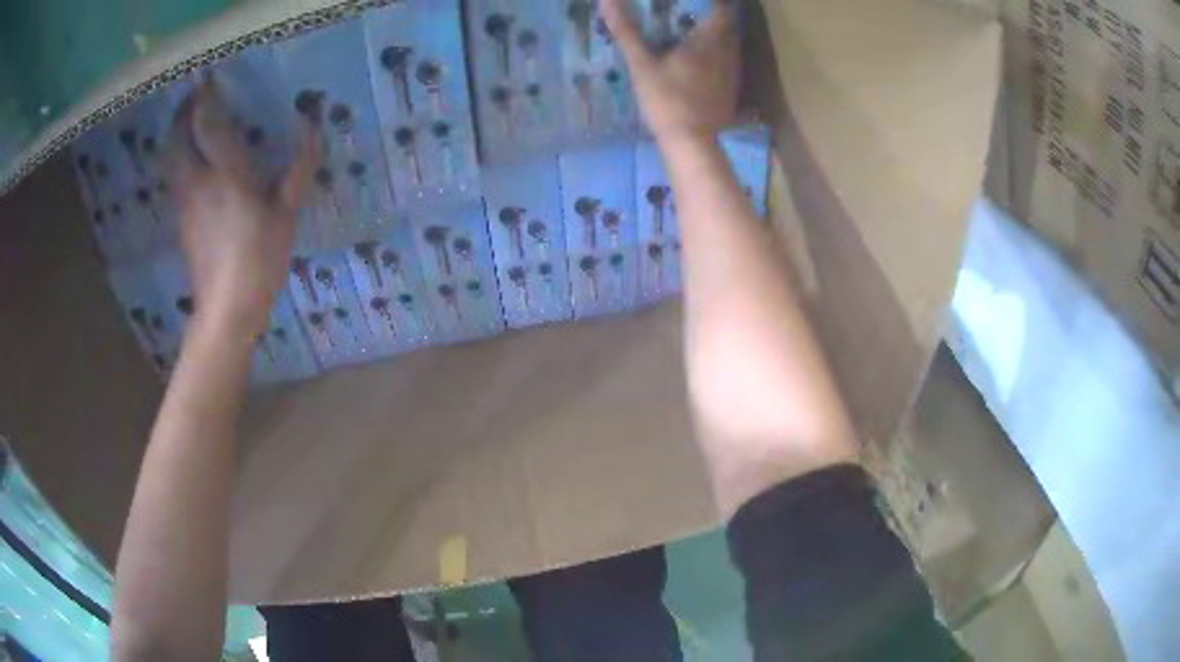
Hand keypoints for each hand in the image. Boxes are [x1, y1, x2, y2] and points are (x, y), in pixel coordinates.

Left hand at [168, 80, 320, 338]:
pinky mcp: (181, 221)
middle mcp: (197, 181)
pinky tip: (193, 165)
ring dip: (177, 137)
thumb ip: (299, 166)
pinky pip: (175, 179)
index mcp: (225, 174)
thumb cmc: (260, 260)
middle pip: (177, 139)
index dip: (204, 98)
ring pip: (172, 159)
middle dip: (182, 115)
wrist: (226, 310)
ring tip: (190, 126)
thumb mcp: (287, 214)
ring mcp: (185, 203)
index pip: (207, 123)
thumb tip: (313, 125)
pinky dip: (179, 161)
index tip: (207, 80)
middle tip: (193, 100)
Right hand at [600, 0, 739, 143]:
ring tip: (699, 33)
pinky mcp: (731, 91)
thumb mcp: (642, 64)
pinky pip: (729, 64)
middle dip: (715, 17)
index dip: (714, 3)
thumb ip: (627, 32)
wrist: (692, 142)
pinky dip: (720, 57)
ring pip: (731, 46)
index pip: (721, 10)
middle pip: (730, 26)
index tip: (700, 1)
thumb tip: (607, 2)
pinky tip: (705, 62)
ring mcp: (732, 74)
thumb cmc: (667, 99)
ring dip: (720, 36)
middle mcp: (727, 53)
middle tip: (695, 13)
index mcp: (709, 41)